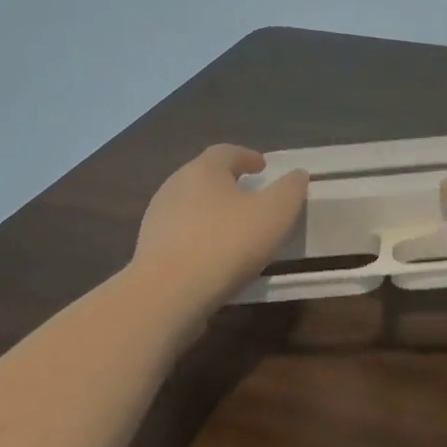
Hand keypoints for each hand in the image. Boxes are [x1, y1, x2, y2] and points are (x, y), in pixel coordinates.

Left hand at [135, 145, 307, 299]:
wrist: (167, 295)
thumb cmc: (227, 243)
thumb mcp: (275, 212)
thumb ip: (290, 189)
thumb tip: (297, 175)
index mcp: (204, 170)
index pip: (226, 152)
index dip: (247, 157)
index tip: (262, 167)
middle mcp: (175, 186)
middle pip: (204, 176)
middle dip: (228, 182)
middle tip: (250, 195)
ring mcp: (157, 219)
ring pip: (190, 206)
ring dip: (212, 212)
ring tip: (234, 229)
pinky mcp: (149, 250)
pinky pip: (181, 235)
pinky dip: (199, 237)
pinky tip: (214, 257)